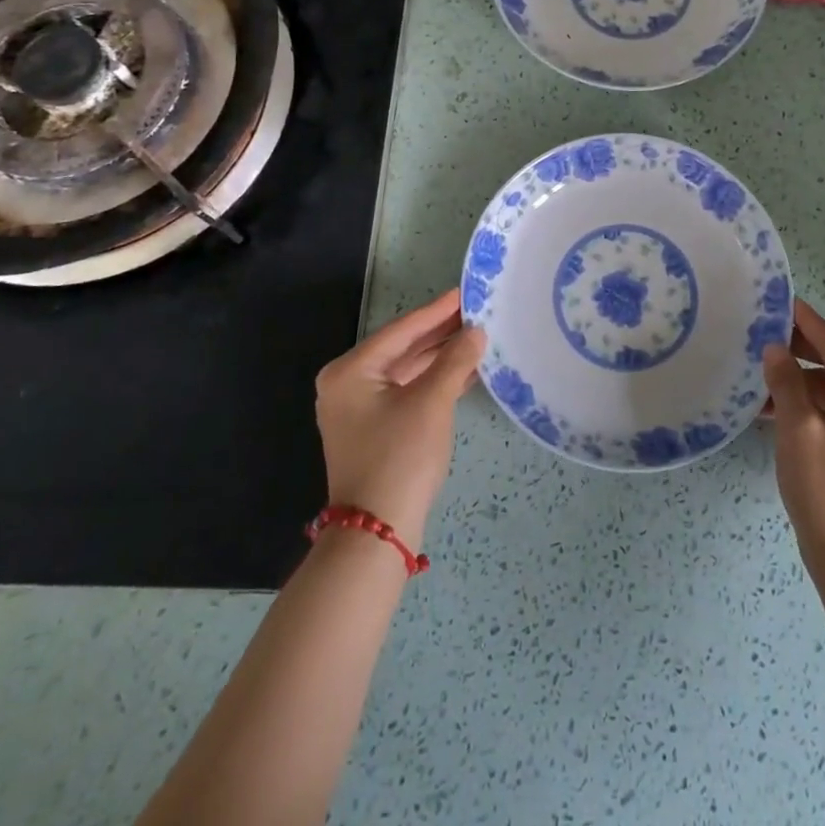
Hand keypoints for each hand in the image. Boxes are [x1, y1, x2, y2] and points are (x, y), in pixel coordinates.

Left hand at [315, 289, 484, 554]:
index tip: (465, 292)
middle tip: (477, 312)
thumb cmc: (400, 457)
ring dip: (440, 357)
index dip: (437, 311)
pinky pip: (406, 391)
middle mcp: (347, 383)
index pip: (402, 330)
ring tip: (477, 337)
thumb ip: (454, 360)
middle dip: (441, 333)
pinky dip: (433, 381)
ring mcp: (358, 408)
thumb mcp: (431, 402)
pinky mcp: (374, 428)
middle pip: (402, 348)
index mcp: (350, 371)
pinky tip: (464, 371)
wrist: (377, 533)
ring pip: (406, 370)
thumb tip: (476, 331)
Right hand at [763, 300, 824, 576]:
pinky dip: (807, 408)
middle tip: (763, 334)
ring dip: (799, 383)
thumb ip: (786, 383)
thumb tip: (774, 349)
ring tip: (761, 373)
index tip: (782, 301)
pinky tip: (773, 410)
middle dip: (800, 352)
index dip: (807, 323)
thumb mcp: (799, 431)